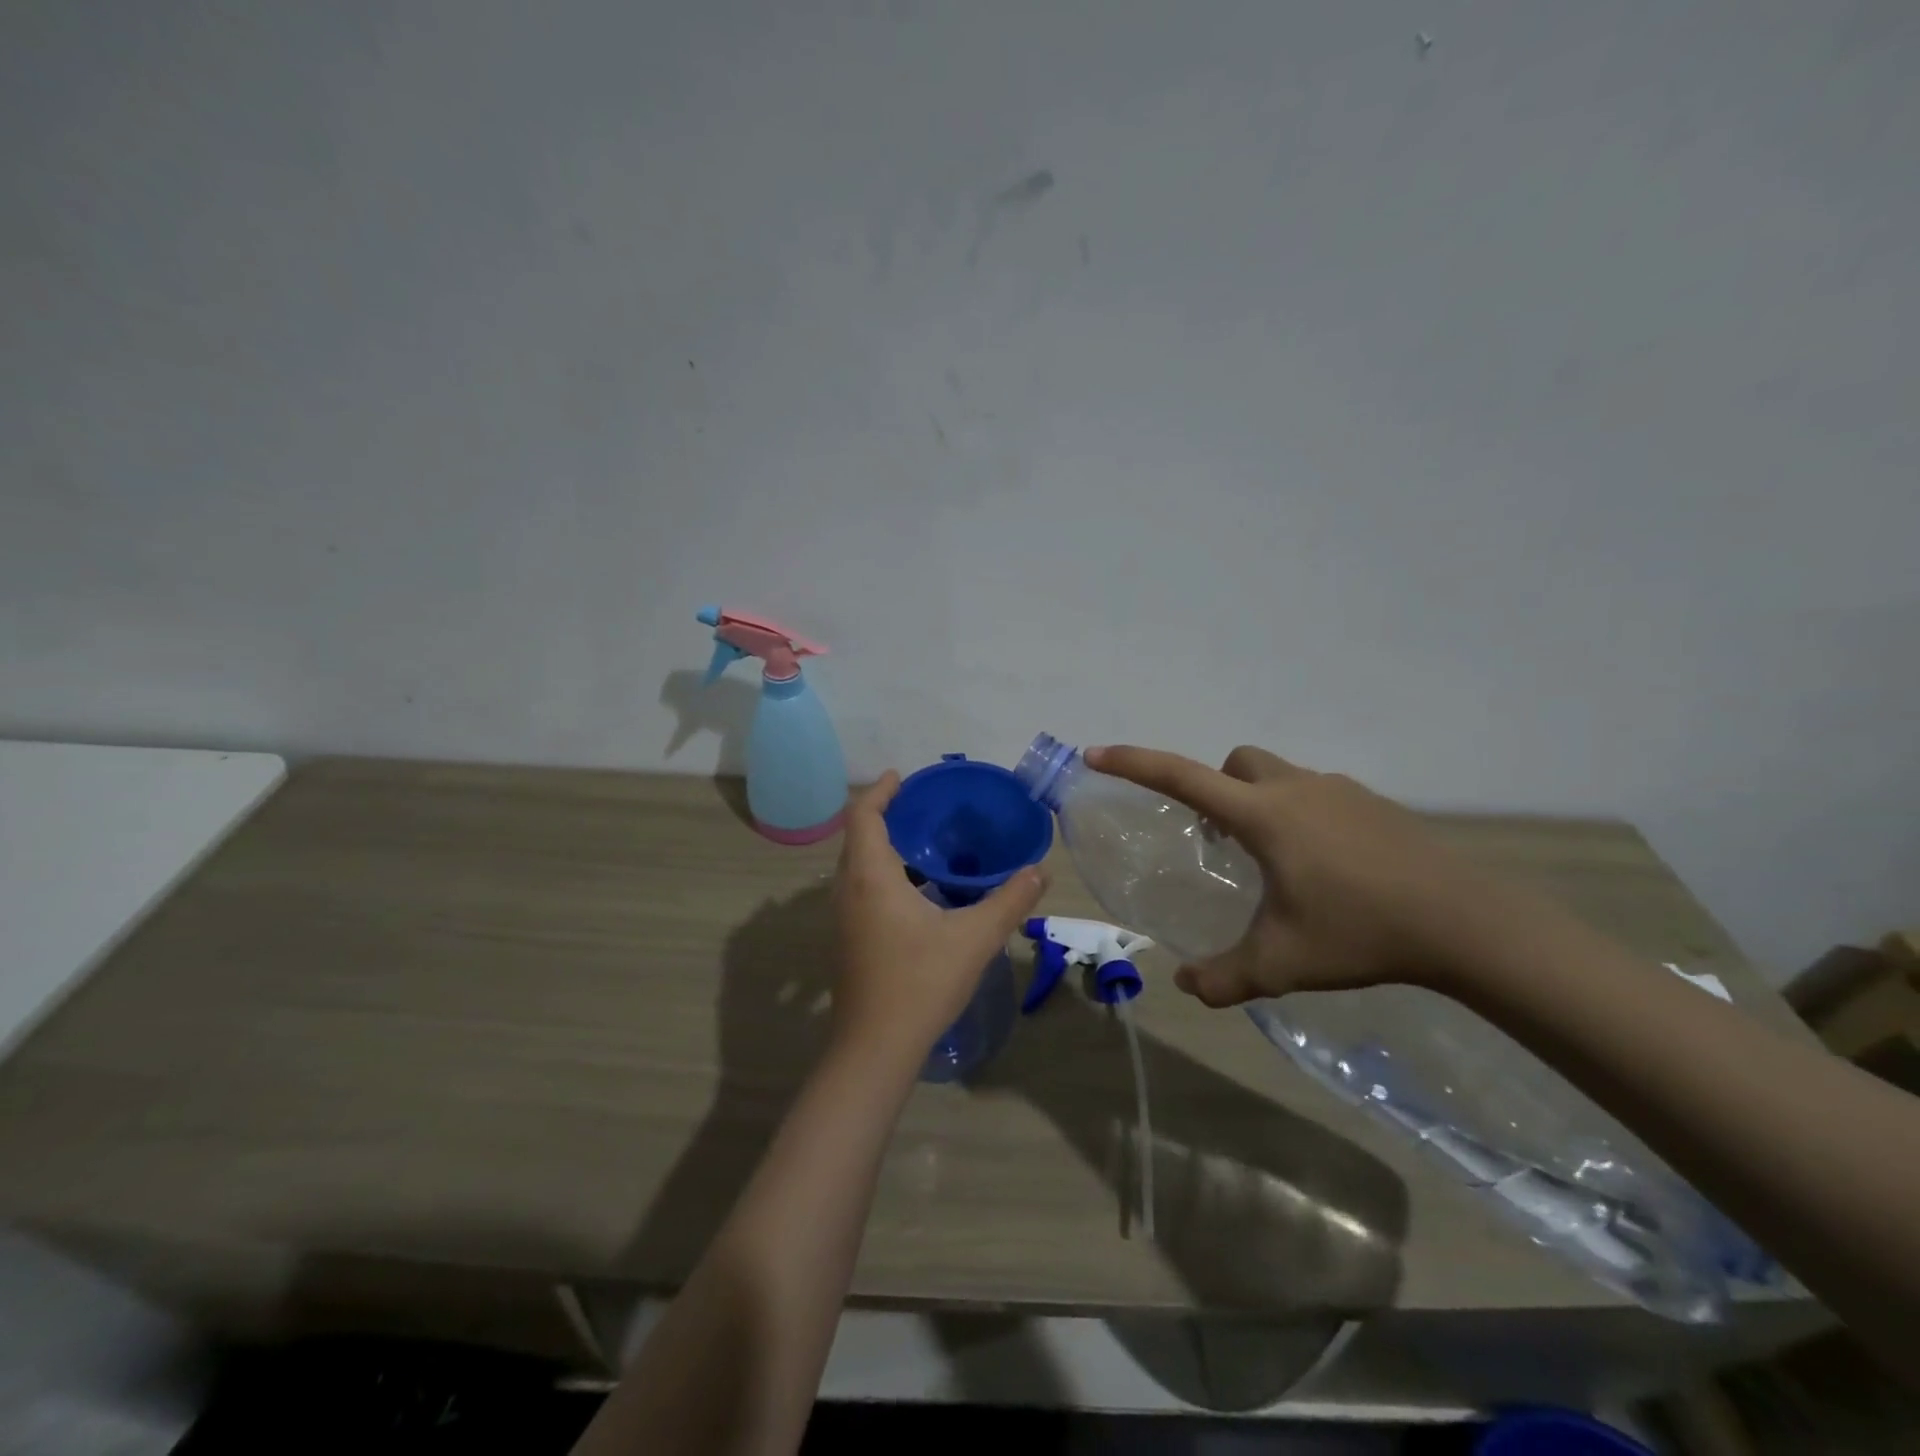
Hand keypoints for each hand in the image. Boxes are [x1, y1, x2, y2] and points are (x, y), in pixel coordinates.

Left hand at [830, 774, 1048, 1062]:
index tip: (902, 776)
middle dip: (884, 814)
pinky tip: (918, 890)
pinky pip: (861, 888)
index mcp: (870, 877)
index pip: (863, 816)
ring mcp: (843, 917)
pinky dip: (883, 873)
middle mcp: (848, 890)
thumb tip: (1040, 870)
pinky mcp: (849, 939)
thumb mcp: (975, 938)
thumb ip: (1009, 900)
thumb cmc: (921, 983)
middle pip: (857, 837)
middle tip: (921, 806)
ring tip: (924, 841)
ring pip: (857, 865)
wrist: (875, 1048)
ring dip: (883, 846)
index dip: (880, 791)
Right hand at [1086, 744, 1502, 1006]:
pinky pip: (1317, 795)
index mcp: (1263, 816)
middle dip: (1215, 788)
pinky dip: (1300, 816)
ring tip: (1274, 864)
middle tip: (1220, 840)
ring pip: (1278, 776)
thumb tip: (1186, 986)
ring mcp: (1340, 791)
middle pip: (1235, 762)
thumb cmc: (1361, 932)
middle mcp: (1296, 789)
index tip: (1097, 754)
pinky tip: (1325, 869)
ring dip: (1259, 803)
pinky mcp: (1373, 804)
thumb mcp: (1282, 964)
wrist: (1467, 923)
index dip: (1134, 764)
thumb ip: (1224, 978)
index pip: (1181, 777)